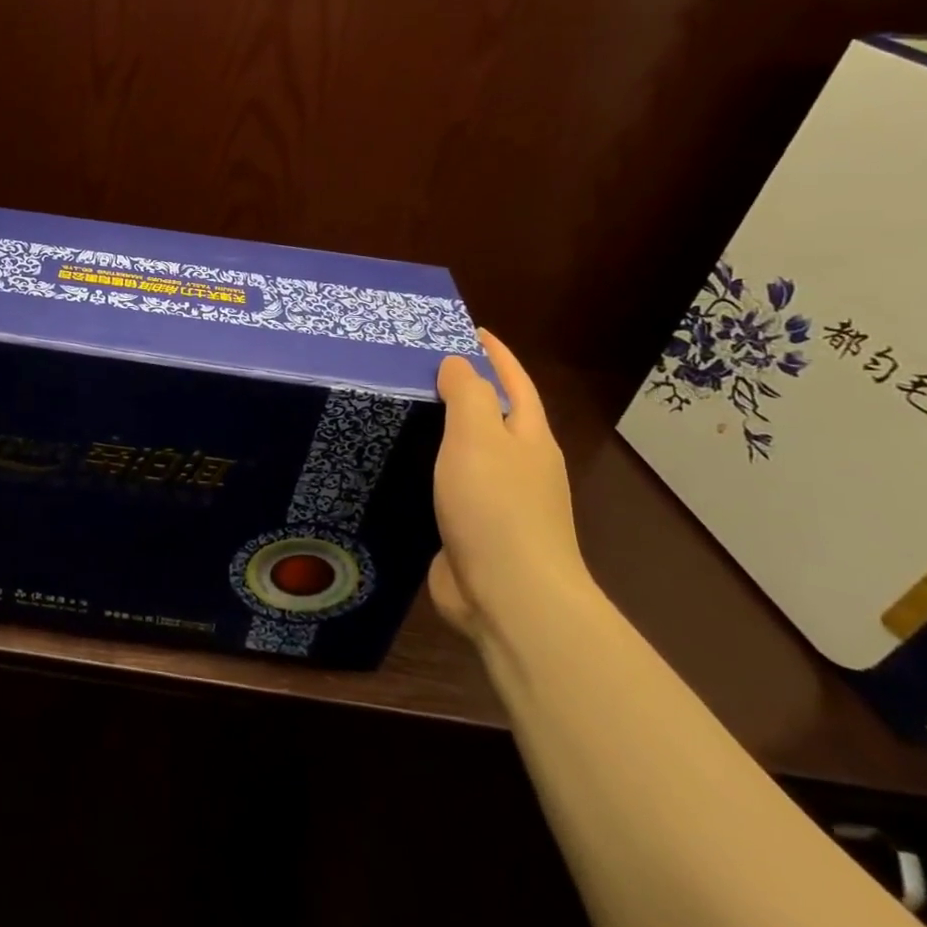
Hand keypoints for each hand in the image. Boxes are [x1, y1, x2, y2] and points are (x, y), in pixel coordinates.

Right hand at [428, 329, 592, 637]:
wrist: (509, 598)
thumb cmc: (496, 506)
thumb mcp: (479, 436)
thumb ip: (468, 394)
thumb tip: (459, 363)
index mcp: (529, 438)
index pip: (514, 381)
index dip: (495, 353)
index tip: (468, 328)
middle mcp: (519, 466)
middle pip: (493, 416)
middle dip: (465, 390)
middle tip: (416, 367)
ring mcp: (498, 502)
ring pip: (468, 454)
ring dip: (442, 431)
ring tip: (399, 411)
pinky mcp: (472, 531)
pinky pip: (448, 487)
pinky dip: (427, 469)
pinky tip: (398, 467)